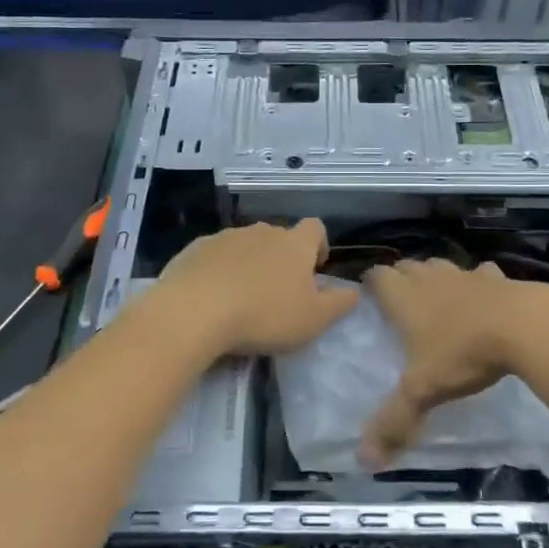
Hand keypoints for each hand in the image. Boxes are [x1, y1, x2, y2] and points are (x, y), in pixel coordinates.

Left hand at [155, 220, 359, 357]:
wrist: (194, 310)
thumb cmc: (264, 315)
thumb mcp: (314, 319)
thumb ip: (340, 303)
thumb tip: (354, 290)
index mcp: (294, 244)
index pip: (315, 228)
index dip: (319, 245)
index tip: (315, 268)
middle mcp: (262, 231)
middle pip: (279, 237)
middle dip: (282, 258)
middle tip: (278, 291)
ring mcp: (226, 236)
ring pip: (245, 245)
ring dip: (249, 264)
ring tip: (243, 297)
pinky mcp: (195, 248)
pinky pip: (215, 255)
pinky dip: (219, 270)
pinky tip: (213, 296)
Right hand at [359, 259, 524, 467]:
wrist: (524, 326)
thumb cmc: (463, 353)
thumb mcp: (424, 391)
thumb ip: (395, 421)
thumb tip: (365, 460)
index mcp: (405, 299)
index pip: (378, 276)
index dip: (371, 283)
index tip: (369, 296)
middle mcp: (431, 280)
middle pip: (408, 266)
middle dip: (401, 277)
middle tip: (400, 299)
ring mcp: (466, 275)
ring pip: (442, 266)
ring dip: (435, 276)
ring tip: (436, 296)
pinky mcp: (498, 278)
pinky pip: (482, 274)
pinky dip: (479, 282)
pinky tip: (484, 296)